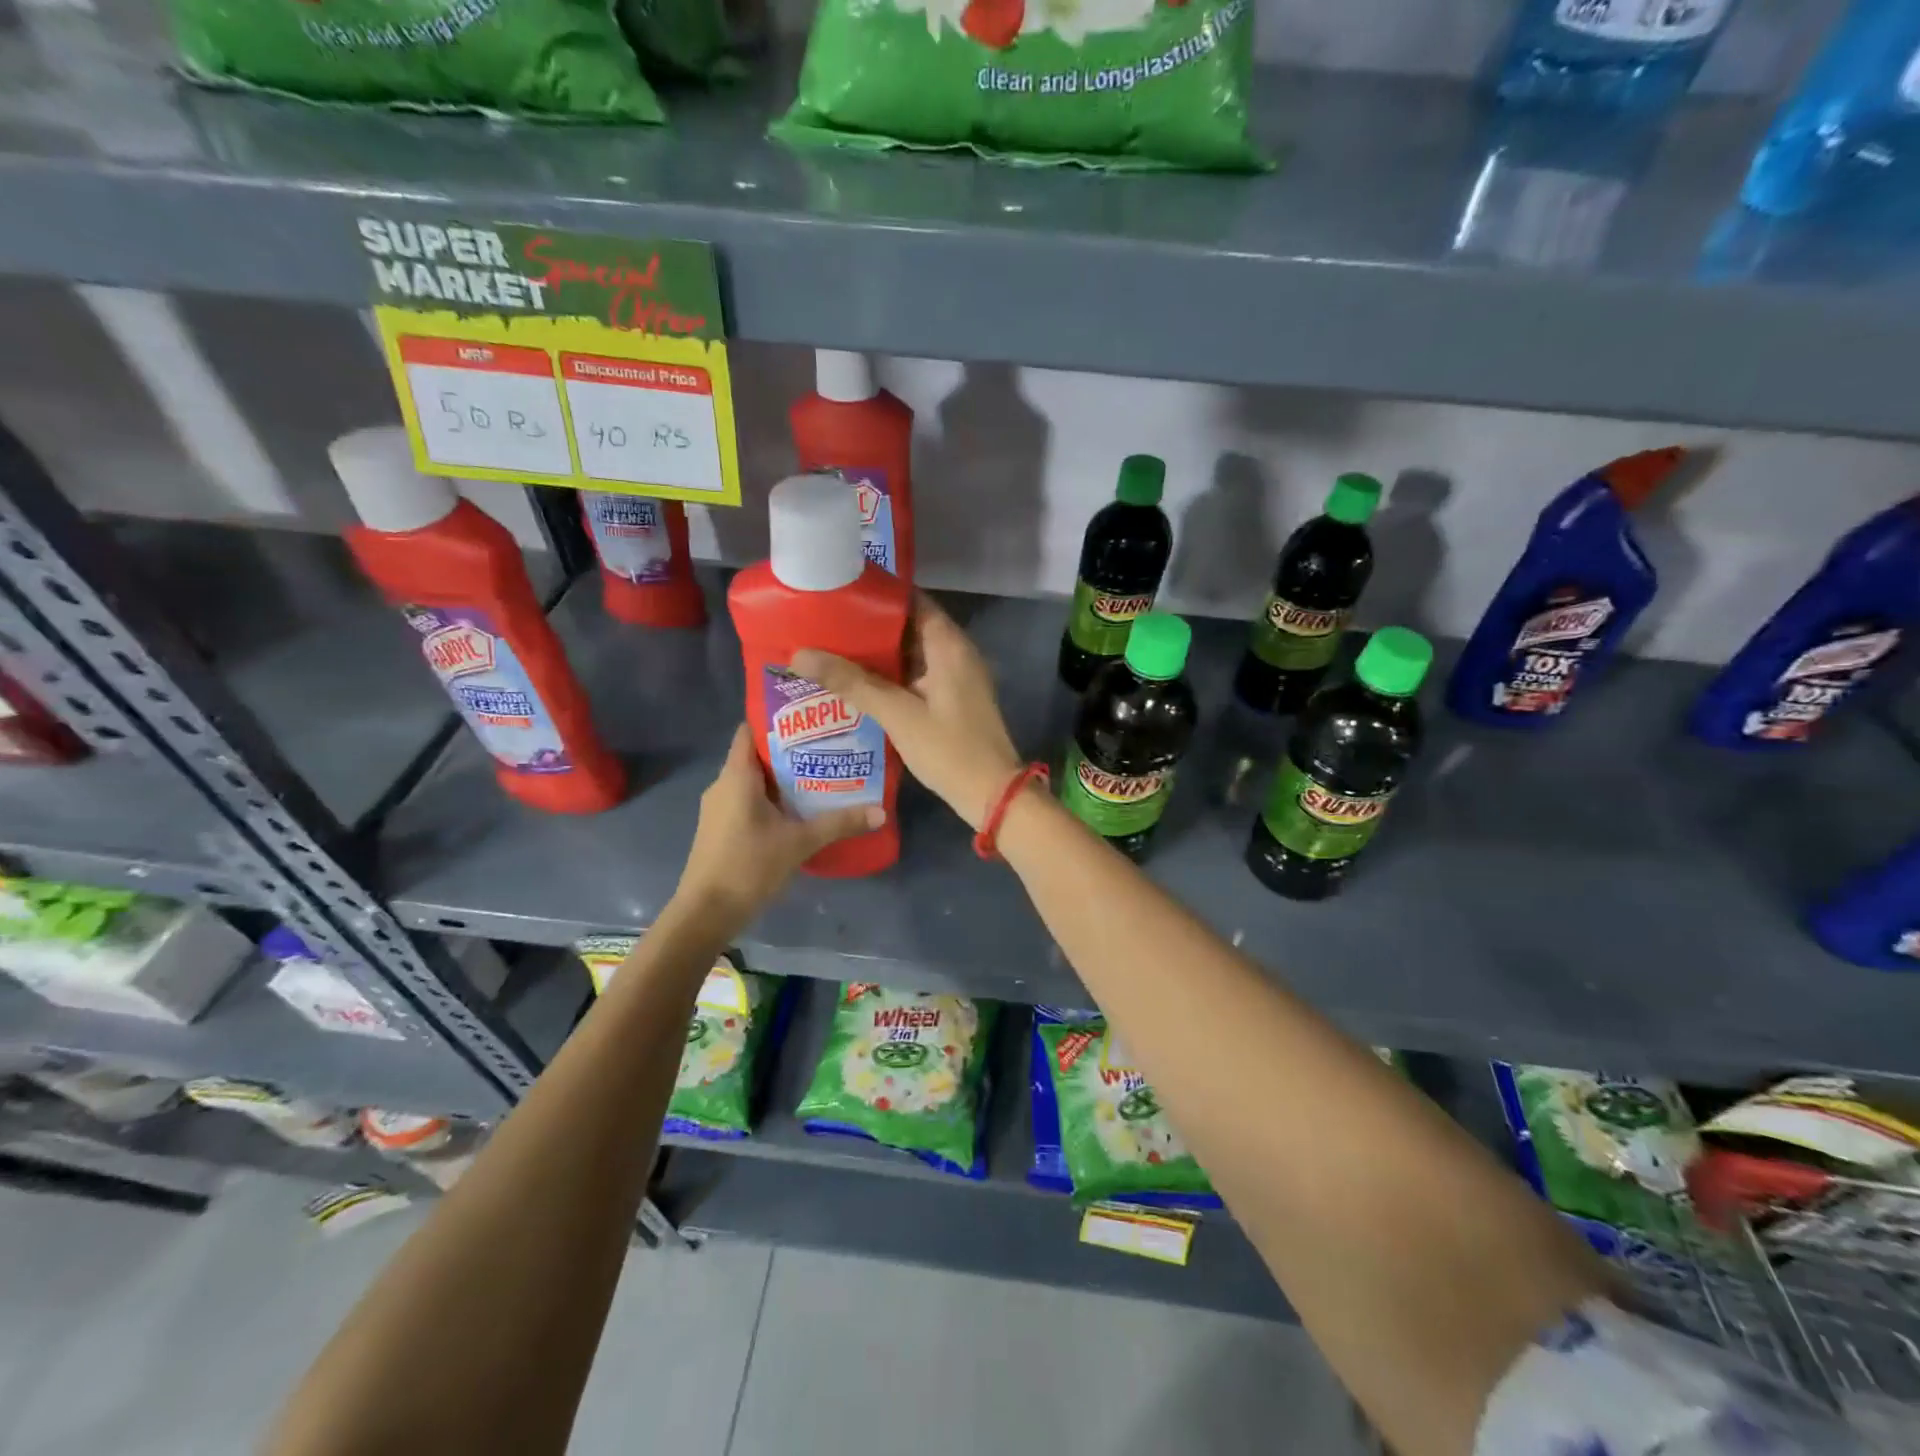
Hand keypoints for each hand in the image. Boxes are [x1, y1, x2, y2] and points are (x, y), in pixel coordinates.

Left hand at [673, 724, 881, 930]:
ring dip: (782, 778)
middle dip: (790, 750)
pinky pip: (747, 800)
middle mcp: (723, 785)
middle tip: (827, 747)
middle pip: (755, 755)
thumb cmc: (748, 866)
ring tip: (820, 775)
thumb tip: (881, 811)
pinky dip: (771, 799)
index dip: (776, 720)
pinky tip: (798, 809)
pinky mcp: (721, 829)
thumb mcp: (799, 842)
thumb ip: (839, 823)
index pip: (749, 730)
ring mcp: (719, 808)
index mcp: (737, 776)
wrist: (706, 913)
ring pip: (753, 781)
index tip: (809, 717)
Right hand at [792, 592, 1021, 830]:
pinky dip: (890, 677)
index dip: (877, 594)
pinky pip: (917, 677)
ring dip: (877, 654)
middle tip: (824, 623)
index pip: (911, 600)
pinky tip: (857, 685)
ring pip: (911, 654)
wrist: (993, 795)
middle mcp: (956, 653)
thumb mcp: (898, 715)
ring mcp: (956, 677)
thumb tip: (800, 655)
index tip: (839, 592)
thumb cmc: (949, 750)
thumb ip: (852, 683)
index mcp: (949, 644)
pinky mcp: (952, 700)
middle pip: (908, 626)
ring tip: (831, 649)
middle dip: (869, 626)